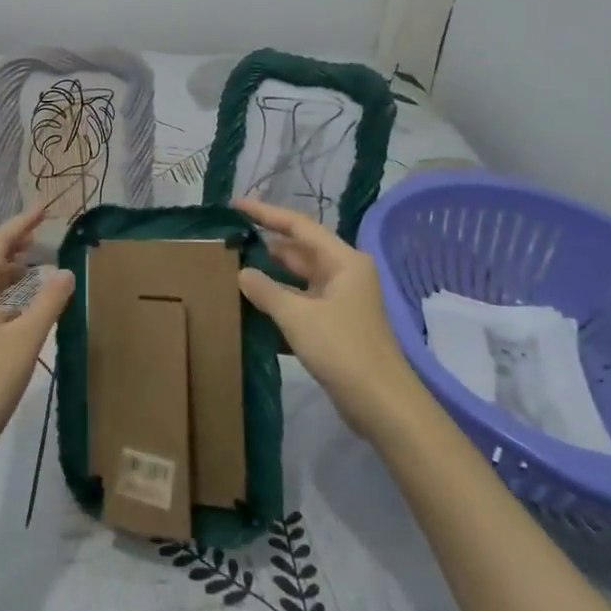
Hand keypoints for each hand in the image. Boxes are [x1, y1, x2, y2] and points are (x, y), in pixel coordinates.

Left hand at [0, 204, 75, 454]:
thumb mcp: (26, 339)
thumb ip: (48, 303)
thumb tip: (66, 271)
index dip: (19, 225)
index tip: (42, 209)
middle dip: (11, 242)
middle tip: (40, 231)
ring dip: (7, 267)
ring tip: (34, 262)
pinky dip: (4, 293)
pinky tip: (23, 306)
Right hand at [235, 197, 421, 438]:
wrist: (381, 404)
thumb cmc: (343, 350)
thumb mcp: (298, 317)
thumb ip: (266, 291)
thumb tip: (242, 273)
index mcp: (343, 261)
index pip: (299, 226)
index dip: (266, 213)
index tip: (236, 205)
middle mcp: (344, 274)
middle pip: (298, 251)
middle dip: (265, 246)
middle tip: (228, 242)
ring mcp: (340, 300)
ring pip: (298, 279)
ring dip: (269, 276)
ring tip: (232, 270)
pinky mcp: (334, 325)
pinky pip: (300, 302)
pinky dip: (278, 301)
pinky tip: (250, 305)